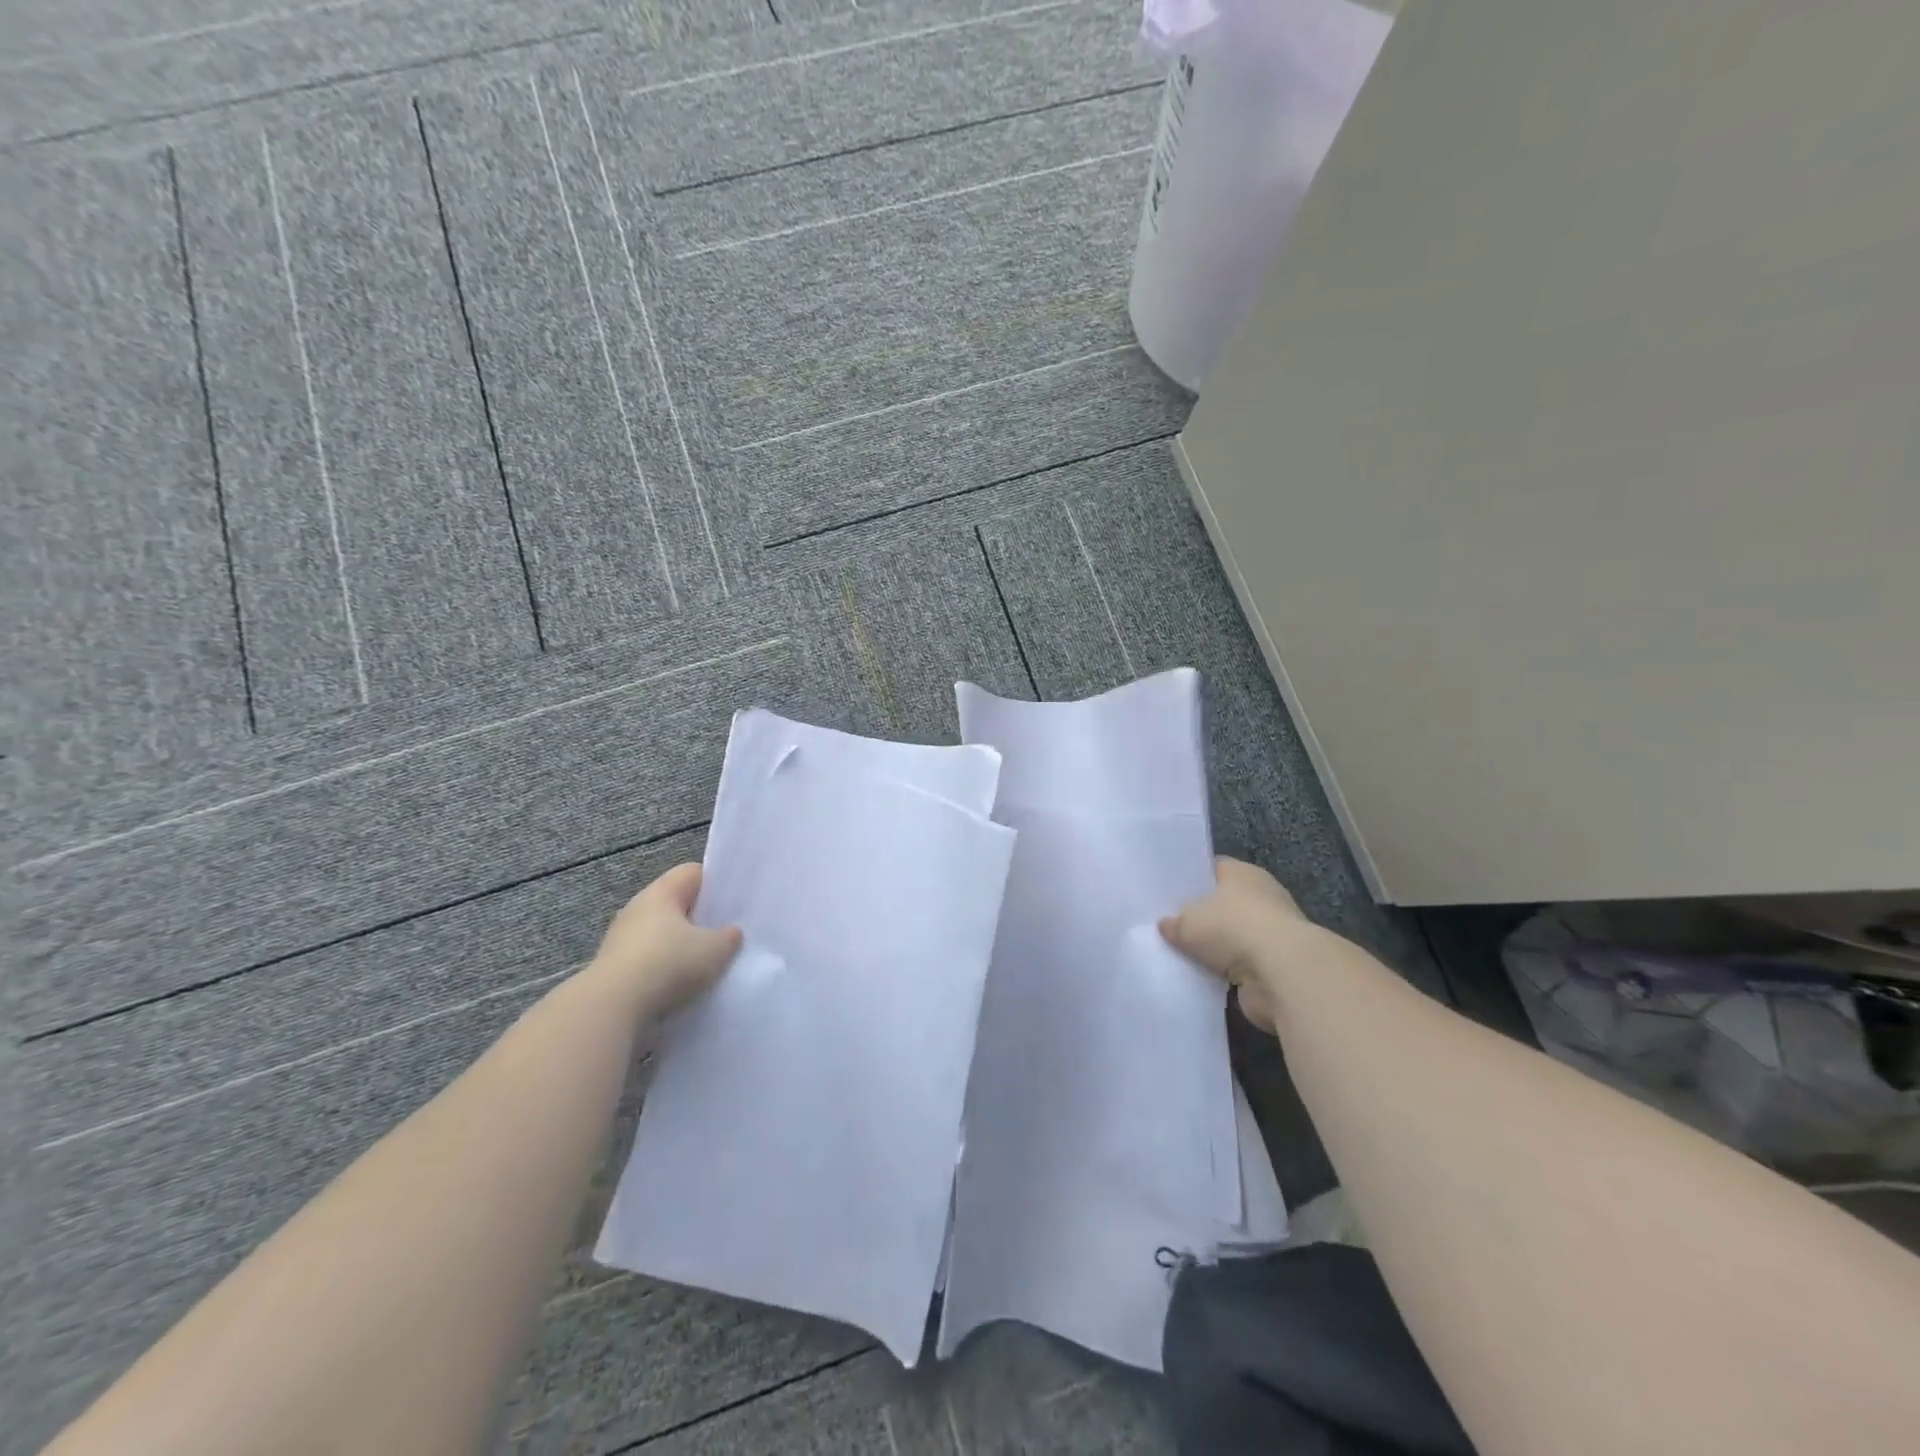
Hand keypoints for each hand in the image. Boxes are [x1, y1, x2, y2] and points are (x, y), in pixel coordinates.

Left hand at [590, 863, 741, 1014]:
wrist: (613, 1008)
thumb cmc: (668, 964)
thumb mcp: (715, 950)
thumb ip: (729, 937)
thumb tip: (731, 932)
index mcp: (661, 892)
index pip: (692, 873)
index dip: (716, 883)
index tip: (734, 902)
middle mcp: (638, 908)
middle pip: (676, 904)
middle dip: (700, 918)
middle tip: (726, 933)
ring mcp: (622, 938)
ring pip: (662, 933)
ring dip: (681, 946)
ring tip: (706, 964)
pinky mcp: (614, 968)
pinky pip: (649, 959)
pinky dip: (665, 969)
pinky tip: (682, 985)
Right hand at [1160, 858, 1309, 1033]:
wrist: (1281, 974)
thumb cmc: (1232, 927)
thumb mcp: (1188, 921)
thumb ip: (1174, 922)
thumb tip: (1166, 926)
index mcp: (1243, 873)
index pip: (1213, 868)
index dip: (1191, 878)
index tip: (1168, 891)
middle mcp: (1262, 897)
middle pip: (1224, 904)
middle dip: (1201, 916)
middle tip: (1168, 925)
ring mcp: (1272, 933)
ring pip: (1232, 938)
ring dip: (1215, 949)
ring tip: (1180, 954)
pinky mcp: (1275, 966)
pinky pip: (1240, 966)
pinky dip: (1225, 973)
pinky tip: (1200, 976)